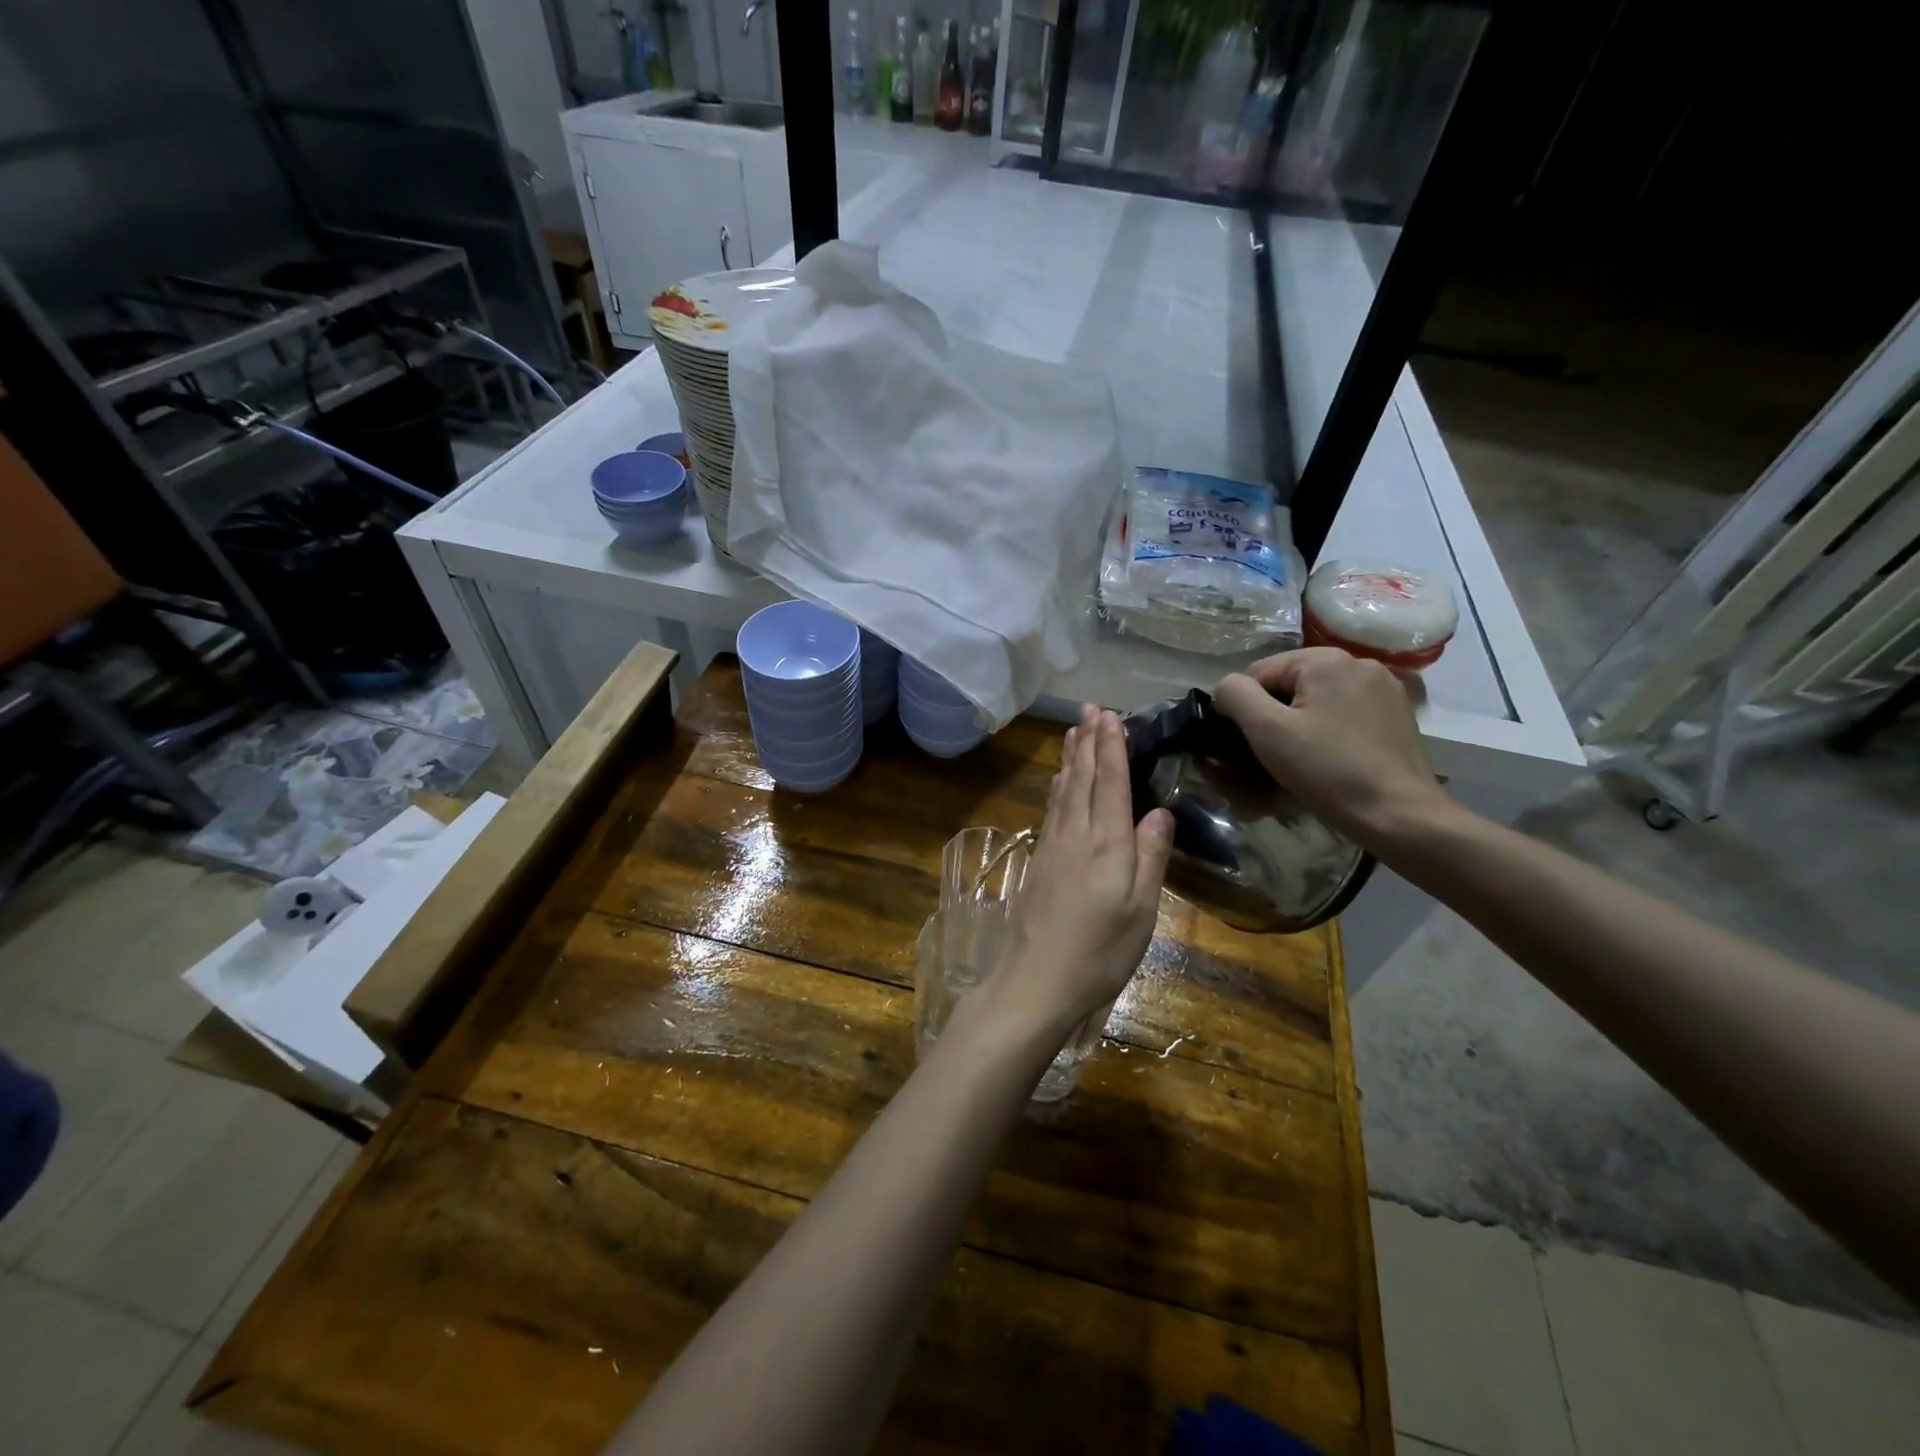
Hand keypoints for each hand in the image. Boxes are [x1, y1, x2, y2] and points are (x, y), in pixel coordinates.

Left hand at [981, 705, 1173, 1044]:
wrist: (1034, 982)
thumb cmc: (1098, 951)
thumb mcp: (1140, 910)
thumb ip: (1150, 856)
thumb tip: (1159, 811)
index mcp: (1105, 842)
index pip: (1109, 782)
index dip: (1111, 747)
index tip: (1111, 715)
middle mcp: (1074, 835)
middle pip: (1081, 778)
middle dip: (1087, 741)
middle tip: (1089, 708)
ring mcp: (1051, 847)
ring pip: (1062, 790)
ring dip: (1069, 758)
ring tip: (1073, 732)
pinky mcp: (1038, 863)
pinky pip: (1051, 809)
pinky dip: (1057, 787)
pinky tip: (1057, 783)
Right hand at [1213, 648, 1450, 848]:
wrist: (1398, 814)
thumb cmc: (1327, 769)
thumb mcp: (1267, 730)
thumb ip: (1235, 695)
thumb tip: (1227, 688)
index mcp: (1325, 659)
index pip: (1258, 673)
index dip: (1245, 709)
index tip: (1250, 745)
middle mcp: (1358, 662)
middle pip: (1290, 685)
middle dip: (1274, 717)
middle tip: (1272, 758)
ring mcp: (1383, 688)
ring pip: (1318, 700)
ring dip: (1300, 724)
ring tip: (1301, 762)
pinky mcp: (1397, 714)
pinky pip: (1345, 713)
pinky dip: (1329, 731)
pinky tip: (1332, 759)